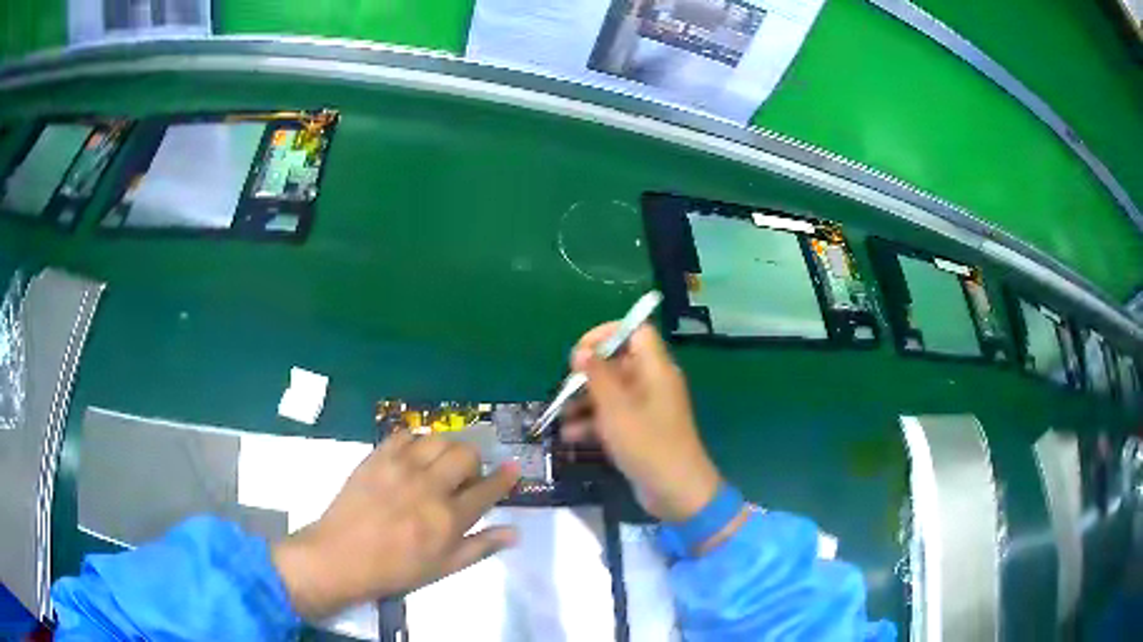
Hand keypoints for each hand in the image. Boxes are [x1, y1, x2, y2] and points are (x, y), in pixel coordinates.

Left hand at [272, 432, 519, 618]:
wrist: (341, 556)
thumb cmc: (396, 569)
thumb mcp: (444, 567)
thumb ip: (480, 546)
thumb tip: (514, 532)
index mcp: (448, 518)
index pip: (488, 489)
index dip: (505, 477)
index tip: (513, 468)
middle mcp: (428, 486)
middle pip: (466, 454)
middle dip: (475, 462)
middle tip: (466, 476)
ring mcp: (400, 467)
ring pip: (438, 439)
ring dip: (448, 449)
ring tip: (440, 464)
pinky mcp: (376, 457)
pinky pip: (405, 435)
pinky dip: (416, 442)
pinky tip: (413, 458)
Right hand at [563, 323, 720, 522]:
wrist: (675, 491)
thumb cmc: (647, 444)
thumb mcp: (616, 409)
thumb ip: (597, 376)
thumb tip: (582, 350)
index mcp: (655, 369)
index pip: (636, 332)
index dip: (608, 335)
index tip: (581, 352)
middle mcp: (653, 383)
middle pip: (618, 363)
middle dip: (588, 374)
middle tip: (564, 388)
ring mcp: (647, 409)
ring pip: (612, 392)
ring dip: (585, 401)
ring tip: (559, 415)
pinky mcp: (640, 431)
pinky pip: (614, 416)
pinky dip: (594, 422)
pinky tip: (570, 436)